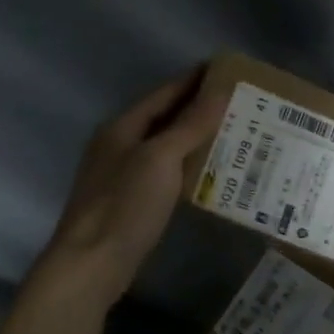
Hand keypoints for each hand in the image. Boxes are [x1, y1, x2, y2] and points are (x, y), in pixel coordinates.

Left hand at [33, 68, 227, 308]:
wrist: (93, 263)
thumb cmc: (125, 205)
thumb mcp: (160, 159)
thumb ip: (189, 125)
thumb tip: (219, 92)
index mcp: (122, 127)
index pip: (164, 93)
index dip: (194, 80)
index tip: (226, 70)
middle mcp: (120, 145)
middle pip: (165, 118)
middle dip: (200, 109)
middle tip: (240, 102)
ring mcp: (124, 174)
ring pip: (166, 146)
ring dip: (197, 137)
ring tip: (234, 132)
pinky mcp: (132, 201)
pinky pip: (166, 172)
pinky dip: (189, 165)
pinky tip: (211, 171)